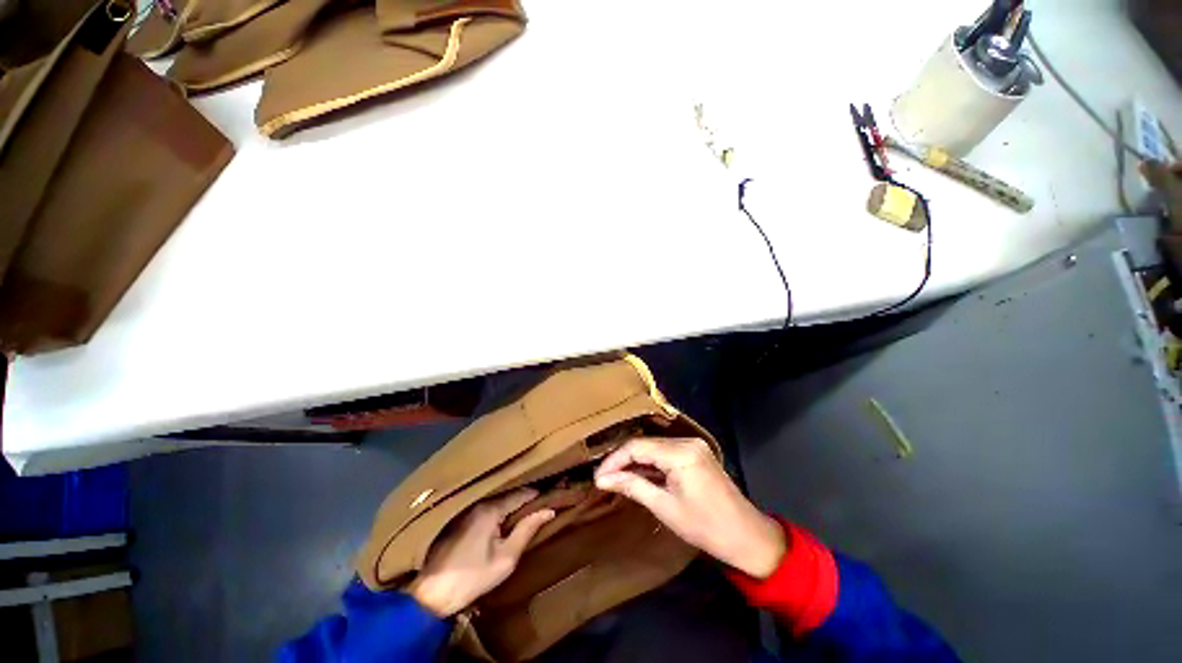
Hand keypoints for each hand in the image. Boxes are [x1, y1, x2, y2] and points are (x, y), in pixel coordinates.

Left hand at [409, 488, 554, 616]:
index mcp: (490, 509)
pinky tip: (506, 517)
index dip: (538, 494)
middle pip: (509, 493)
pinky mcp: (460, 516)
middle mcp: (479, 502)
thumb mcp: (506, 558)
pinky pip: (487, 505)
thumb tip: (548, 510)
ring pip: (498, 498)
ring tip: (528, 509)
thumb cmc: (472, 577)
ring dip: (513, 502)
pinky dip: (500, 507)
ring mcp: (468, 508)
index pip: (522, 493)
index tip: (553, 496)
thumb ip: (527, 530)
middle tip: (542, 504)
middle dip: (526, 497)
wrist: (430, 594)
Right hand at [594, 438, 784, 578]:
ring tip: (616, 478)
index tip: (598, 477)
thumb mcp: (664, 507)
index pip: (637, 447)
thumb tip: (602, 479)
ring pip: (654, 448)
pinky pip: (666, 453)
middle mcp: (687, 442)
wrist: (747, 536)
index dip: (614, 460)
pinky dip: (651, 464)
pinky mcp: (696, 453)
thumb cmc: (705, 527)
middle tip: (604, 478)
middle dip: (623, 461)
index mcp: (680, 452)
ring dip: (636, 462)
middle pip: (645, 444)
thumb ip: (632, 486)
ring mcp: (693, 446)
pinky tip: (638, 476)